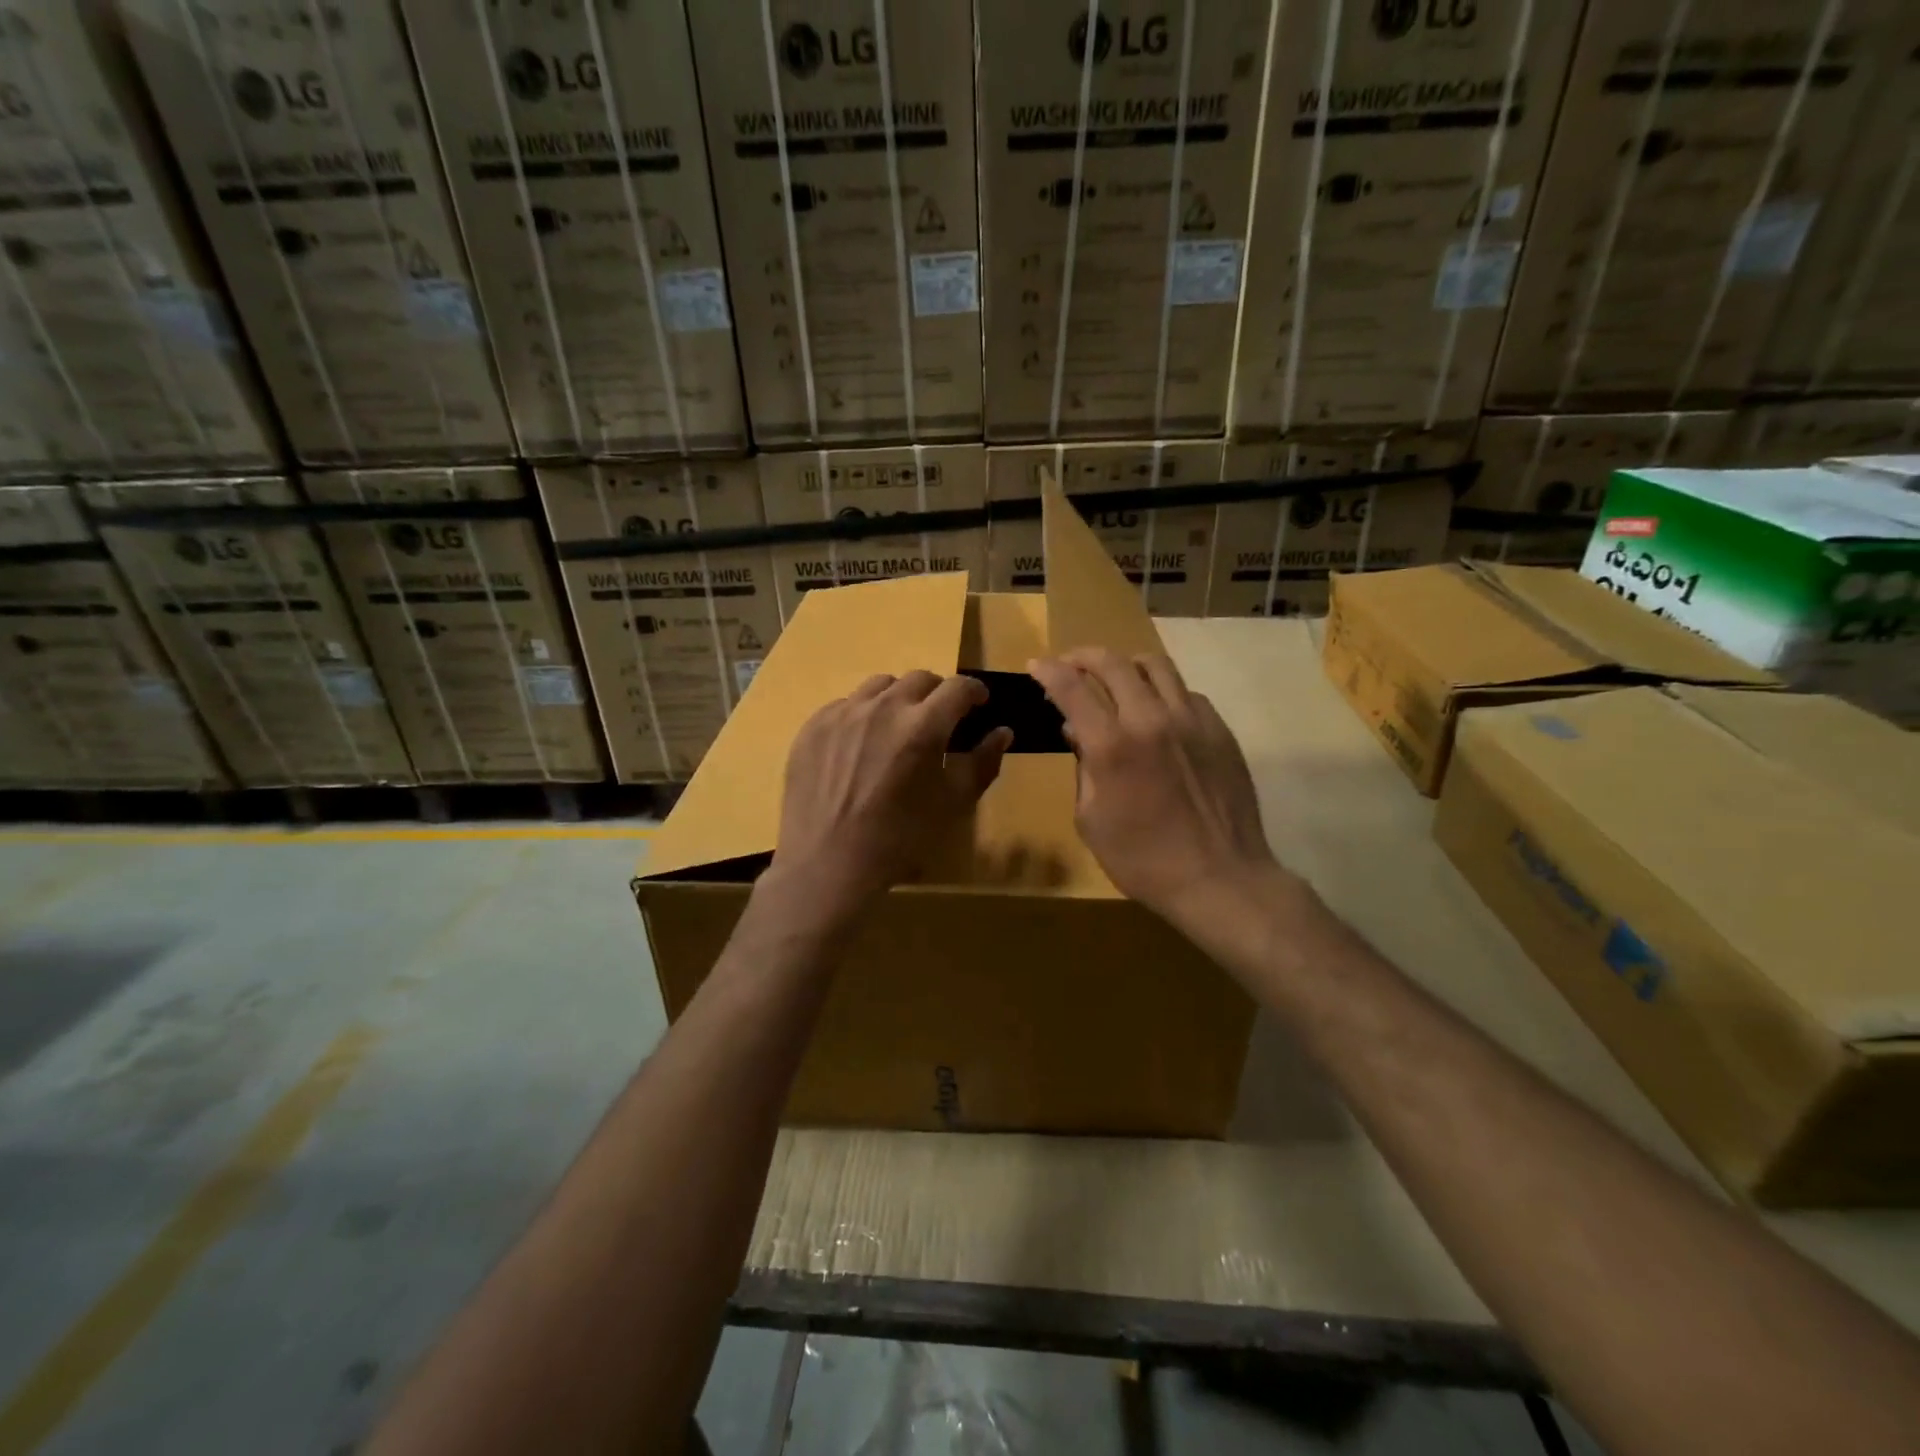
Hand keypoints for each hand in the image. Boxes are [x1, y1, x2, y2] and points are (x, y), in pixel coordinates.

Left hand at [767, 671, 1011, 930]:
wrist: (828, 863)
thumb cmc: (900, 838)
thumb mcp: (953, 803)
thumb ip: (983, 762)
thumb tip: (1002, 732)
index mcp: (923, 725)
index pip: (958, 687)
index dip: (974, 692)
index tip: (978, 704)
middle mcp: (883, 707)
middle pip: (919, 679)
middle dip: (937, 694)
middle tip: (939, 720)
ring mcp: (843, 713)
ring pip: (880, 686)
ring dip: (899, 698)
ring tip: (898, 727)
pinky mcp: (814, 726)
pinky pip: (846, 705)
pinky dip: (863, 715)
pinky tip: (860, 745)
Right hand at [1028, 649, 1283, 928]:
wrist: (1219, 879)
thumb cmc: (1143, 860)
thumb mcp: (1092, 820)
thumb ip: (1082, 768)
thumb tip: (1076, 731)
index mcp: (1112, 746)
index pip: (1072, 688)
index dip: (1049, 670)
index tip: (1036, 665)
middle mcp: (1150, 720)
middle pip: (1113, 663)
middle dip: (1083, 656)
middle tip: (1070, 664)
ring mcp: (1190, 720)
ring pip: (1155, 665)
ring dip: (1126, 664)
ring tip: (1115, 677)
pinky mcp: (1218, 729)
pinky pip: (1185, 692)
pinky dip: (1162, 691)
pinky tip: (1156, 712)